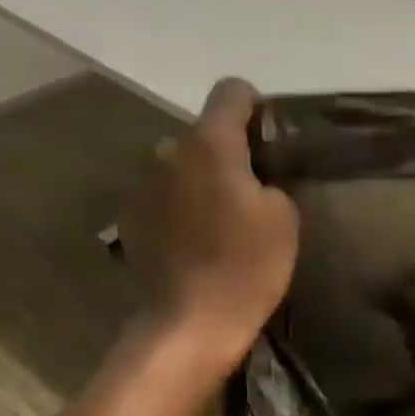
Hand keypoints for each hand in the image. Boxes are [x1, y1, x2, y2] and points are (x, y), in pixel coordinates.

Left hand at [120, 78, 299, 373]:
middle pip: (203, 136)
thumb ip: (269, 183)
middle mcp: (168, 151)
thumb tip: (252, 182)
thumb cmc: (245, 268)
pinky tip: (193, 246)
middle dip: (226, 155)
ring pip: (180, 169)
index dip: (254, 107)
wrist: (190, 323)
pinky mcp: (131, 220)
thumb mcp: (283, 221)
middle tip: (248, 194)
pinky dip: (179, 212)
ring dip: (199, 184)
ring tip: (218, 225)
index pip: (231, 91)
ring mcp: (143, 186)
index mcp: (210, 143)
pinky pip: (162, 201)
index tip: (269, 137)